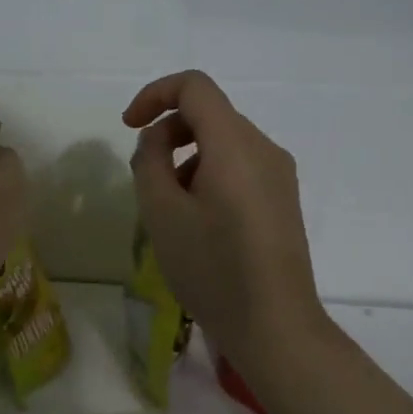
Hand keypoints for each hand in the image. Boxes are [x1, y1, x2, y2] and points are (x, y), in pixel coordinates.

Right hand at [124, 70, 327, 362]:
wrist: (274, 326)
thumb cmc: (212, 268)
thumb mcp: (162, 213)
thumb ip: (149, 161)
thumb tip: (156, 139)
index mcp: (235, 144)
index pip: (194, 87)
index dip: (154, 95)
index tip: (129, 127)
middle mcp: (264, 149)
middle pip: (209, 114)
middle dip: (168, 134)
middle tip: (146, 181)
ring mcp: (279, 175)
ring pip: (223, 142)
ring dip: (186, 158)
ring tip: (169, 210)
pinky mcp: (283, 200)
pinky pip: (239, 167)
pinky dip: (208, 175)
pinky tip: (198, 223)